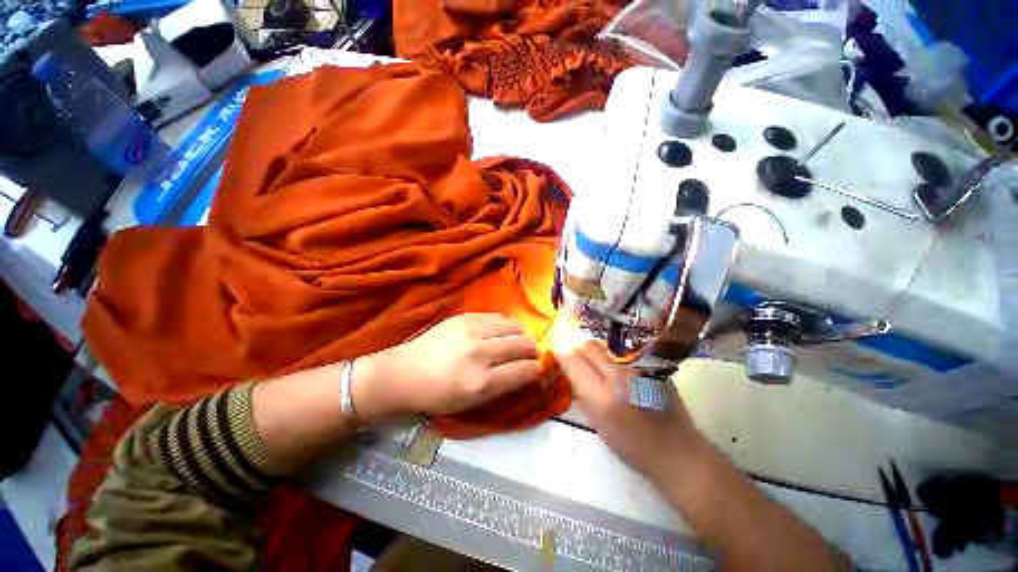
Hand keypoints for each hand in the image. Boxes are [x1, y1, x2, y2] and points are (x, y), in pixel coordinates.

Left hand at [354, 314, 541, 417]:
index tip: (539, 367)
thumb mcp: (472, 403)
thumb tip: (527, 370)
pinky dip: (506, 324)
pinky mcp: (465, 317)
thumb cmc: (438, 395)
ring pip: (513, 326)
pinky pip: (497, 317)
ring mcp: (472, 331)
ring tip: (518, 340)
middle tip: (532, 353)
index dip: (537, 368)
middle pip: (522, 344)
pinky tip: (502, 330)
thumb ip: (503, 387)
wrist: (405, 372)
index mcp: (482, 383)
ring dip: (521, 334)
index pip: (524, 370)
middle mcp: (480, 354)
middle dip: (533, 349)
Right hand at [553, 339, 703, 483]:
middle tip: (573, 357)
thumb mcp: (598, 424)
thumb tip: (570, 369)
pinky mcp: (651, 364)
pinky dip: (610, 354)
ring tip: (593, 362)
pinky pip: (621, 350)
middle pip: (588, 346)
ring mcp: (638, 366)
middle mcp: (620, 375)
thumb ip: (581, 393)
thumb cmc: (633, 445)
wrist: (677, 451)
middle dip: (575, 348)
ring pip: (604, 345)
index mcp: (603, 397)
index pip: (573, 361)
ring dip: (593, 350)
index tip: (556, 355)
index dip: (561, 354)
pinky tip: (614, 366)